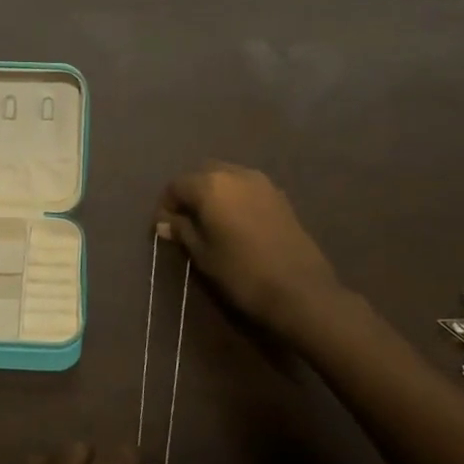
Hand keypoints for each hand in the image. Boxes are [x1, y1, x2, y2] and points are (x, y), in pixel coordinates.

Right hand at [160, 162, 356, 344]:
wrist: (300, 290)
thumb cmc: (242, 273)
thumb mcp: (203, 255)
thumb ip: (182, 231)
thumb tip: (164, 222)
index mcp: (210, 185)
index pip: (176, 185)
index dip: (166, 205)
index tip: (164, 228)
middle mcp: (235, 174)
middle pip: (202, 173)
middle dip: (190, 193)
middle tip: (185, 221)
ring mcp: (261, 182)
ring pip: (227, 176)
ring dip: (214, 192)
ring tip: (211, 221)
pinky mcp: (280, 195)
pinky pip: (247, 187)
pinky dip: (235, 197)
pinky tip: (236, 222)